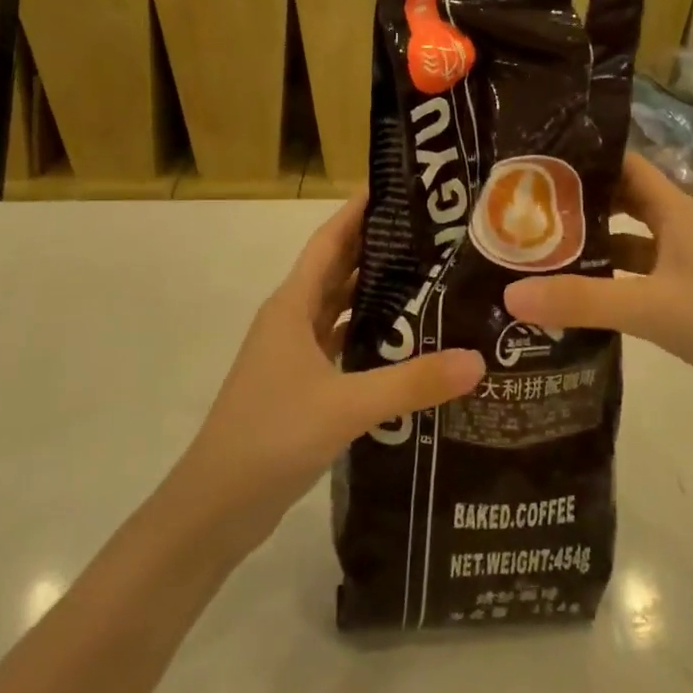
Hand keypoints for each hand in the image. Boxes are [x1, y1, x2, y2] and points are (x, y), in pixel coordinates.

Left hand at [169, 194, 485, 544]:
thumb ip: (412, 382)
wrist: (215, 507)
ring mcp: (294, 355)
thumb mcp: (346, 406)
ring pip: (340, 308)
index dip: (357, 211)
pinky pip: (341, 344)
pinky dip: (369, 334)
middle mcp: (291, 320)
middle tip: (430, 230)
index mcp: (292, 305)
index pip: (329, 241)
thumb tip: (477, 360)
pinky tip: (405, 340)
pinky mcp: (301, 386)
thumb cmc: (271, 436)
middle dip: (376, 246)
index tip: (395, 185)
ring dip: (374, 290)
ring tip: (427, 275)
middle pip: (337, 269)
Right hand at [503, 154, 692, 417]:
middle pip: (619, 201)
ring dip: (590, 244)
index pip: (623, 164)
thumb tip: (510, 294)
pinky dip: (609, 279)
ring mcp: (684, 263)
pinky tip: (576, 295)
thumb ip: (583, 300)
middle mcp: (678, 227)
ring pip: (627, 241)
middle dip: (576, 203)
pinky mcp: (687, 296)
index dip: (583, 158)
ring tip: (537, 250)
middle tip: (521, 209)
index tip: (533, 162)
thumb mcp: (652, 308)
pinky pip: (637, 276)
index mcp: (675, 210)